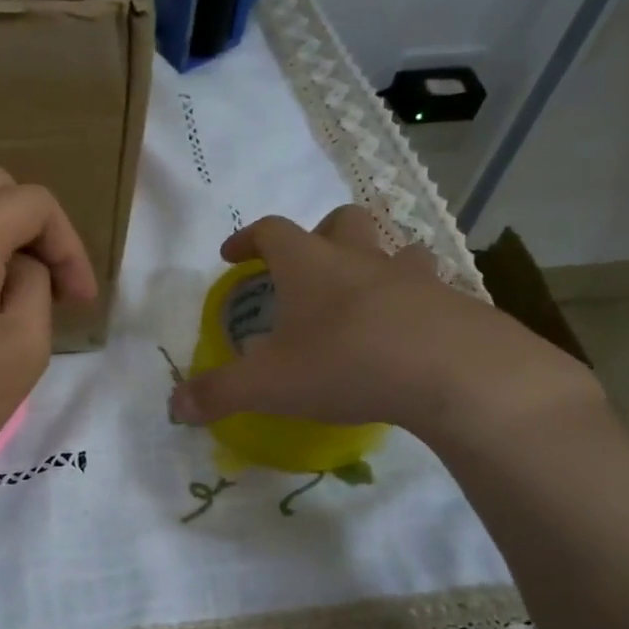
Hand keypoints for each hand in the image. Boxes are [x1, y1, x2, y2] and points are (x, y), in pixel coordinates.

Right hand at [167, 206, 601, 448]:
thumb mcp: (268, 385)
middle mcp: (362, 259)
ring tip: (363, 294)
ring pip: (394, 249)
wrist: (455, 374)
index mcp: (310, 265)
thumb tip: (174, 407)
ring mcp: (415, 277)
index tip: (232, 255)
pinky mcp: (455, 304)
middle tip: (304, 266)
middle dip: (318, 235)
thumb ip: (217, 393)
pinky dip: (414, 301)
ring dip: (374, 262)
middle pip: (342, 222)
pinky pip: (431, 289)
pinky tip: (408, 333)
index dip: (248, 238)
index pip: (272, 231)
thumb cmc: (346, 364)